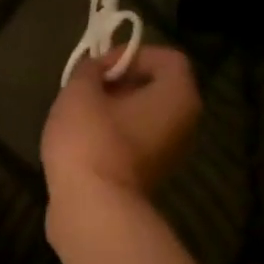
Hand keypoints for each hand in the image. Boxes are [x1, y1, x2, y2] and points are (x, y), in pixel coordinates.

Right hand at [41, 46, 200, 203]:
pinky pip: (132, 144)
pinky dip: (111, 138)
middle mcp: (184, 124)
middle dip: (119, 83)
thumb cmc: (90, 140)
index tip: (98, 67)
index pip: (167, 59)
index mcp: (179, 97)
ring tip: (78, 115)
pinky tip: (81, 142)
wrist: (91, 208)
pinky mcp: (148, 178)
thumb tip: (95, 69)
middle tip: (84, 89)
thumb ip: (88, 71)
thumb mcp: (79, 93)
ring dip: (112, 112)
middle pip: (155, 89)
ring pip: (142, 118)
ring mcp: (168, 155)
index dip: (131, 54)